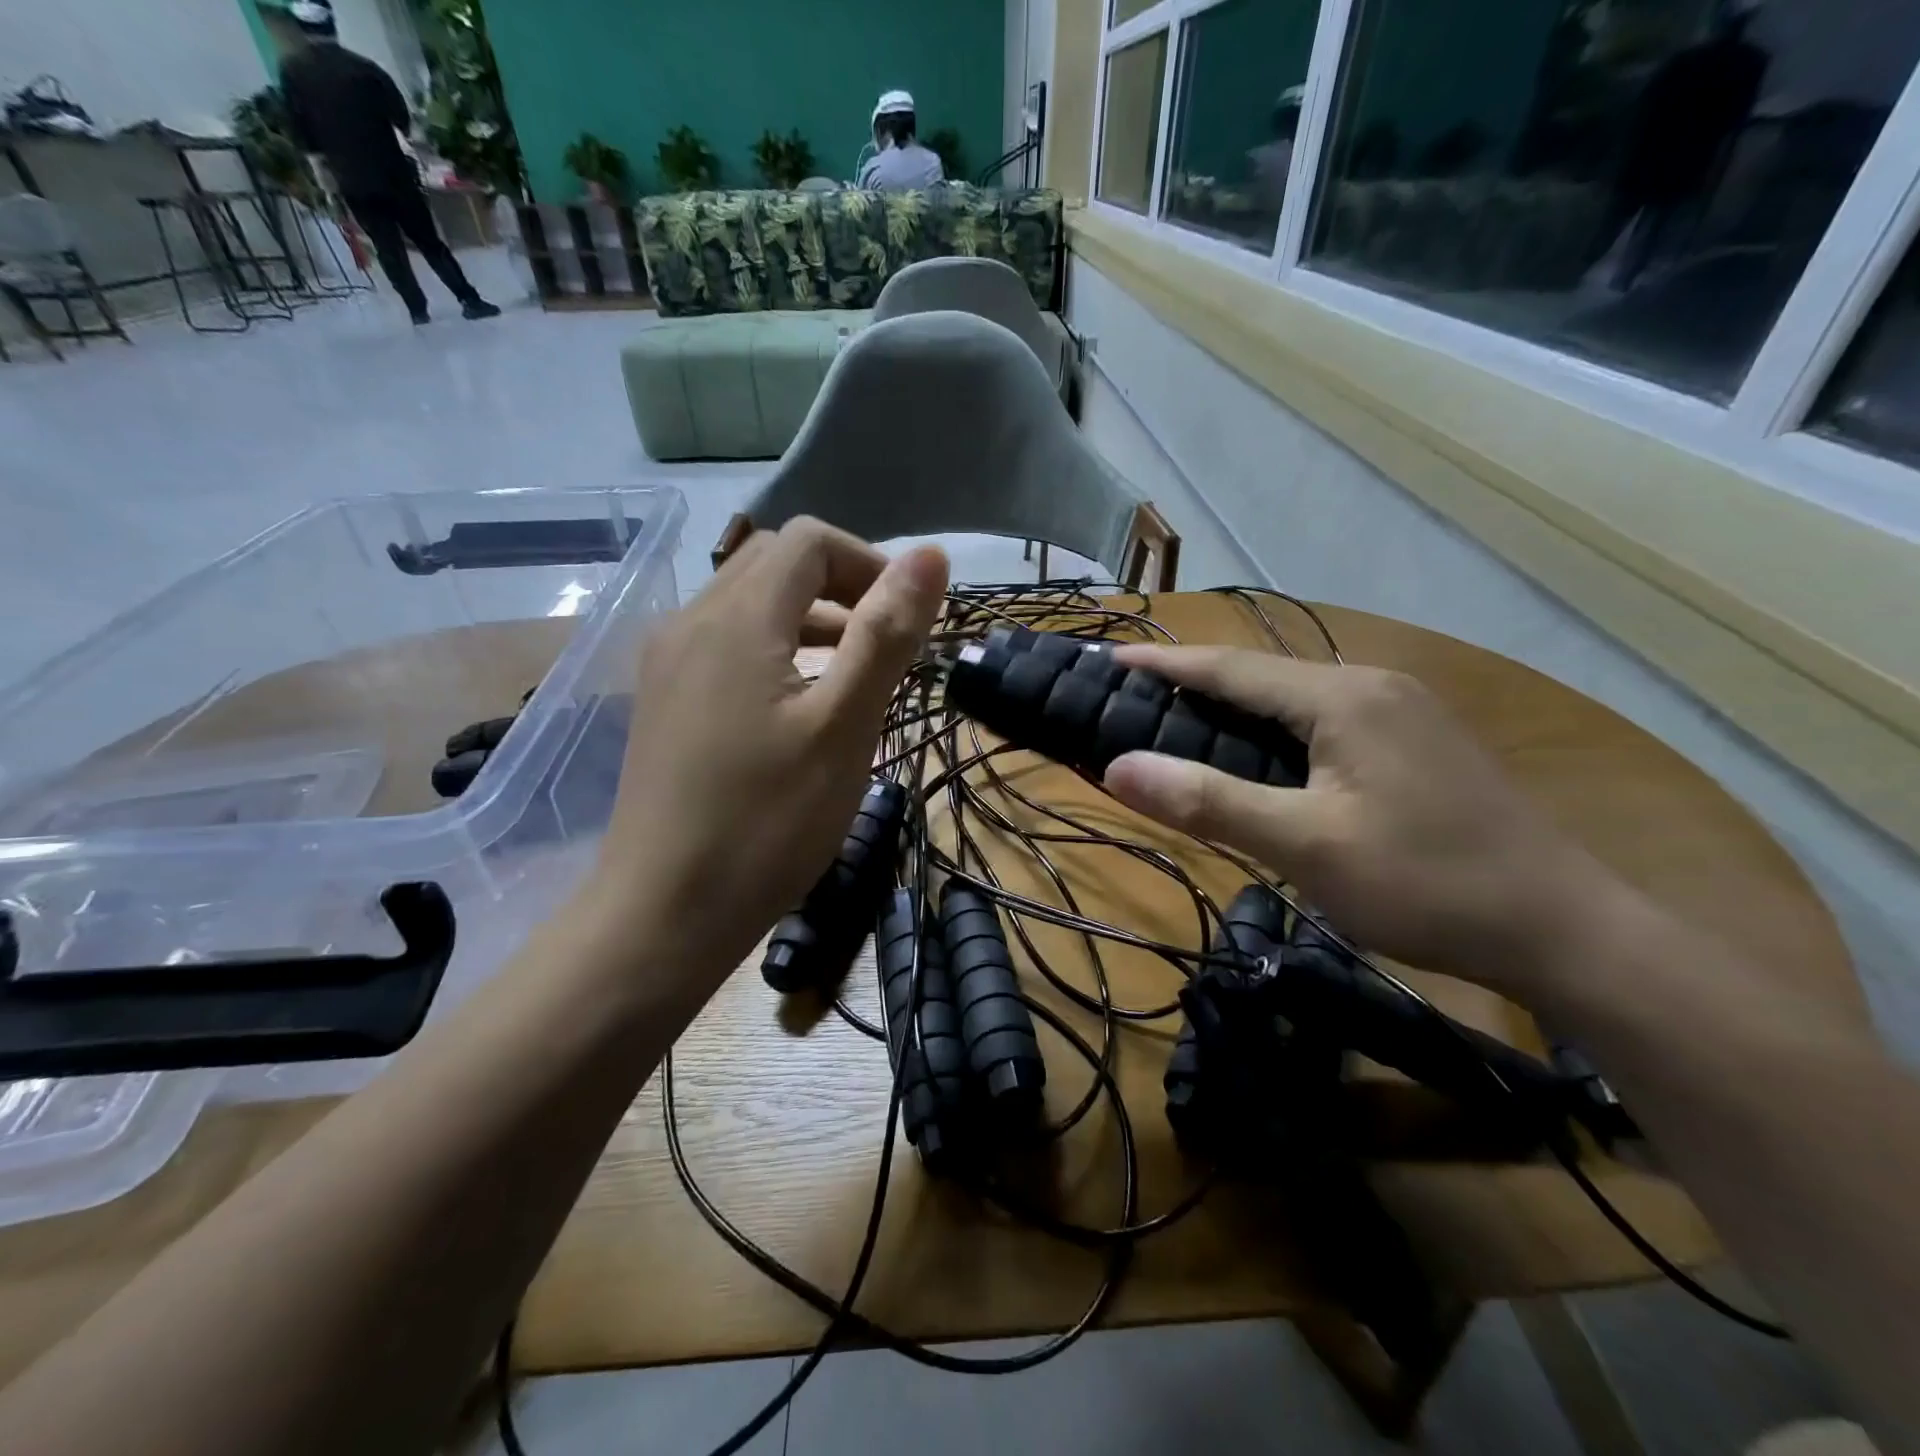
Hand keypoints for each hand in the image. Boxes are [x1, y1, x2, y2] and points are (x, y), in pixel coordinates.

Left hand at [579, 520, 946, 998]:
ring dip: (810, 619)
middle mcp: (691, 622)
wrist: (664, 913)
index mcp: (736, 619)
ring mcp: (669, 662)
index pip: (810, 542)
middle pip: (776, 563)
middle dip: (842, 587)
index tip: (908, 624)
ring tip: (853, 676)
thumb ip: (886, 635)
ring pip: (749, 603)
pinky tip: (799, 705)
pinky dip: (775, 649)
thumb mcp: (843, 727)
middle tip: (885, 647)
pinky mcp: (664, 699)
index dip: (869, 565)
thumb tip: (931, 556)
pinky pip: (727, 643)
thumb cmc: (766, 823)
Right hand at [1101, 647, 1630, 996]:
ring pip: (1295, 698)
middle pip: (1262, 676)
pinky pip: (1324, 720)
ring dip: (1236, 707)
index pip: (1231, 669)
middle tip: (1134, 697)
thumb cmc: (1427, 884)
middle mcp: (1372, 686)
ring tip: (1182, 721)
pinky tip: (1262, 754)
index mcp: (1342, 697)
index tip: (1110, 657)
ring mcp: (1402, 711)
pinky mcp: (1418, 742)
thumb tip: (1117, 767)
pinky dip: (1275, 729)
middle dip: (1195, 683)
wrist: (1566, 930)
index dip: (1166, 663)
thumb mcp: (1306, 846)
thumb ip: (1209, 802)